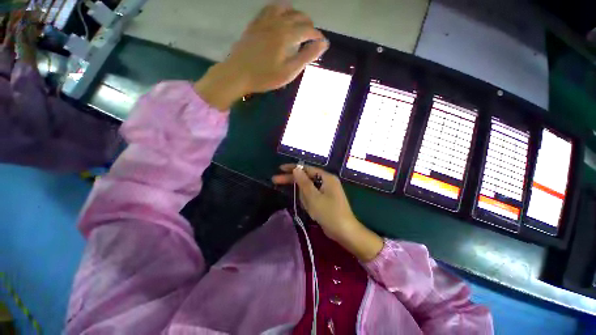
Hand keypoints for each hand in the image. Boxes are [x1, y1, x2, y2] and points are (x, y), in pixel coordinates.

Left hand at [194, 3, 328, 110]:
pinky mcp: (255, 23)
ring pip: (285, 7)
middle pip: (298, 16)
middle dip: (308, 25)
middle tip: (311, 37)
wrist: (238, 74)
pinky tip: (281, 15)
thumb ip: (307, 56)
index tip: (321, 43)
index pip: (308, 30)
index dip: (317, 36)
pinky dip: (279, 8)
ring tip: (299, 24)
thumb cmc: (265, 76)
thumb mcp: (289, 71)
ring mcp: (264, 20)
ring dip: (296, 14)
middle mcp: (278, 22)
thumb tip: (323, 43)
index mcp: (287, 35)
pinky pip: (269, 8)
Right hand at [272, 164, 383, 261]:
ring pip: (308, 190)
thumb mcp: (313, 197)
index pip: (306, 169)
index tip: (280, 169)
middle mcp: (327, 181)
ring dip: (304, 198)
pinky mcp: (325, 199)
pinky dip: (309, 202)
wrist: (344, 231)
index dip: (292, 168)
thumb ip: (304, 182)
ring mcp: (326, 191)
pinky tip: (313, 211)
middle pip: (306, 178)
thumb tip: (296, 168)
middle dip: (293, 181)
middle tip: (276, 181)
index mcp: (326, 177)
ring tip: (311, 209)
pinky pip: (312, 197)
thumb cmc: (329, 213)